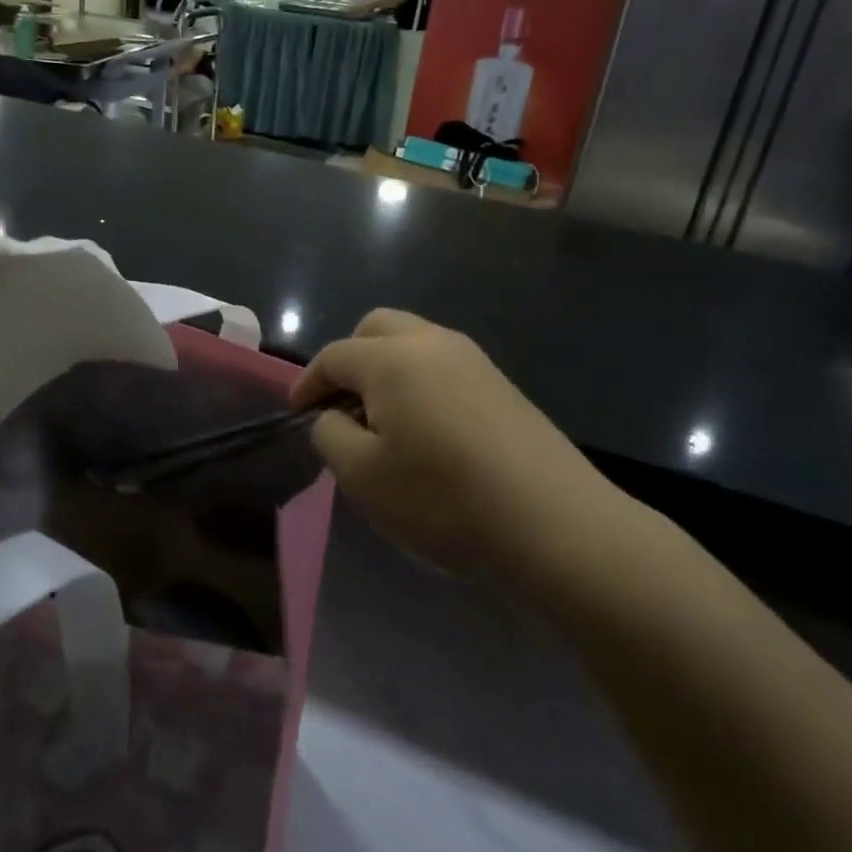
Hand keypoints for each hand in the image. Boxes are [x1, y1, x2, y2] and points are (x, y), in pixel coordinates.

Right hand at [292, 309, 644, 591]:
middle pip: (377, 327)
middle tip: (342, 404)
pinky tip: (428, 430)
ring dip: (387, 368)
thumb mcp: (362, 475)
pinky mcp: (503, 386)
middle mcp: (433, 343)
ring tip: (383, 420)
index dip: (308, 383)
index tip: (297, 413)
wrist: (554, 524)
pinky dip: (421, 383)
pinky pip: (445, 366)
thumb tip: (336, 417)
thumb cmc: (443, 497)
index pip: (334, 356)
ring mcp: (474, 361)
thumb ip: (331, 435)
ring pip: (414, 342)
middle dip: (350, 358)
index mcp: (392, 358)